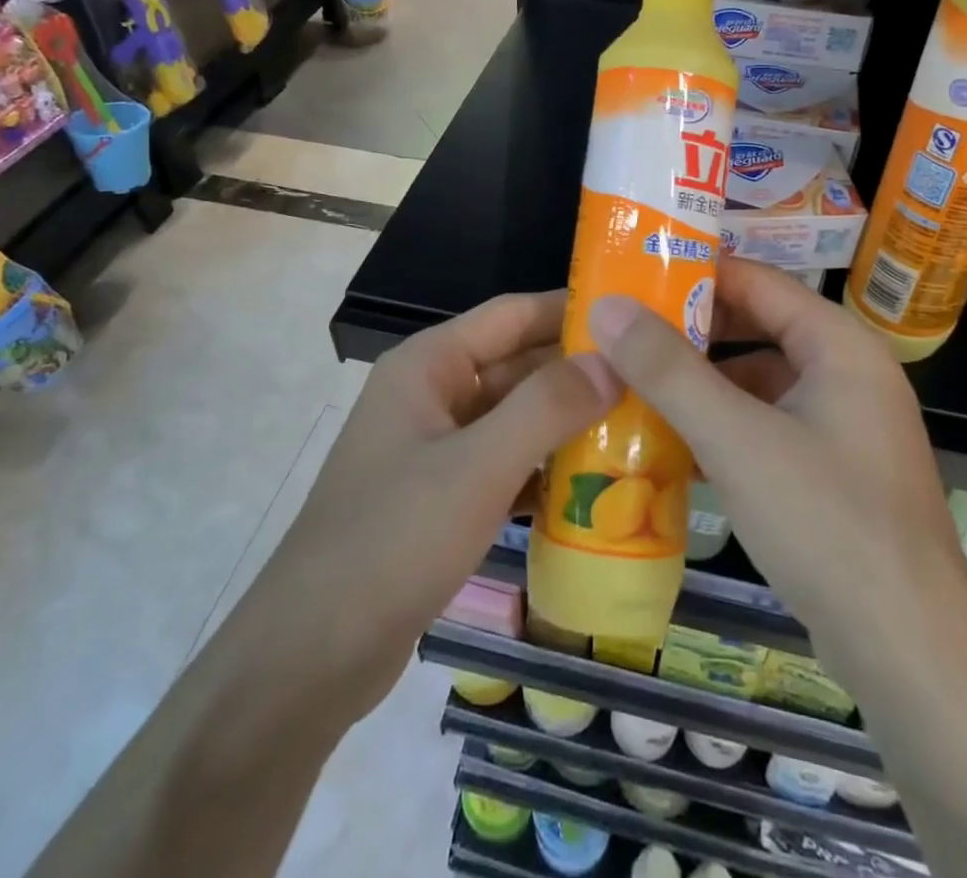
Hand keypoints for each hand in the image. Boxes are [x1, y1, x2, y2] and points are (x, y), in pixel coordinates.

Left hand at [253, 291, 613, 730]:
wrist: (310, 658)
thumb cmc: (393, 540)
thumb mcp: (478, 467)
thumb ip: (547, 406)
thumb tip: (614, 359)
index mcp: (431, 364)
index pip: (513, 314)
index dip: (573, 309)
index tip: (638, 314)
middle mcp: (434, 393)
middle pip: (519, 365)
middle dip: (582, 372)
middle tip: (655, 379)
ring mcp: (438, 447)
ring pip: (518, 417)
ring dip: (570, 422)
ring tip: (644, 427)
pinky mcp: (445, 496)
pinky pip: (508, 464)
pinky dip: (547, 469)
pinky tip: (599, 486)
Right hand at [587, 259, 966, 684]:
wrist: (909, 653)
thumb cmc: (826, 524)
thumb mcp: (736, 439)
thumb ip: (669, 371)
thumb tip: (609, 308)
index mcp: (840, 345)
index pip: (759, 281)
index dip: (697, 272)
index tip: (635, 274)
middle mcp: (849, 373)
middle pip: (759, 327)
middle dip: (693, 330)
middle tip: (625, 329)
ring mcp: (845, 425)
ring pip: (761, 380)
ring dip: (704, 382)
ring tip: (637, 380)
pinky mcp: (834, 470)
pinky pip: (769, 424)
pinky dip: (725, 424)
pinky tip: (675, 441)